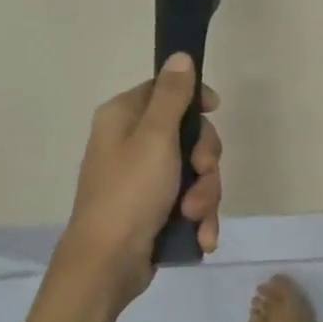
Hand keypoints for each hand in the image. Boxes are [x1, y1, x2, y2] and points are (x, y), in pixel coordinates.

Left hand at [55, 54, 221, 310]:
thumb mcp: (155, 137)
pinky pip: (191, 200)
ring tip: (194, 216)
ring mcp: (144, 179)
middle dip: (205, 159)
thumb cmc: (129, 193)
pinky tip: (201, 236)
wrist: (107, 265)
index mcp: (123, 118)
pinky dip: (199, 217)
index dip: (195, 100)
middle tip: (201, 172)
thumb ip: (172, 96)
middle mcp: (132, 144)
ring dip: (204, 194)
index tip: (214, 111)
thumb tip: (180, 55)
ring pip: (196, 171)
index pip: (167, 90)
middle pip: (189, 133)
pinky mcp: (156, 209)